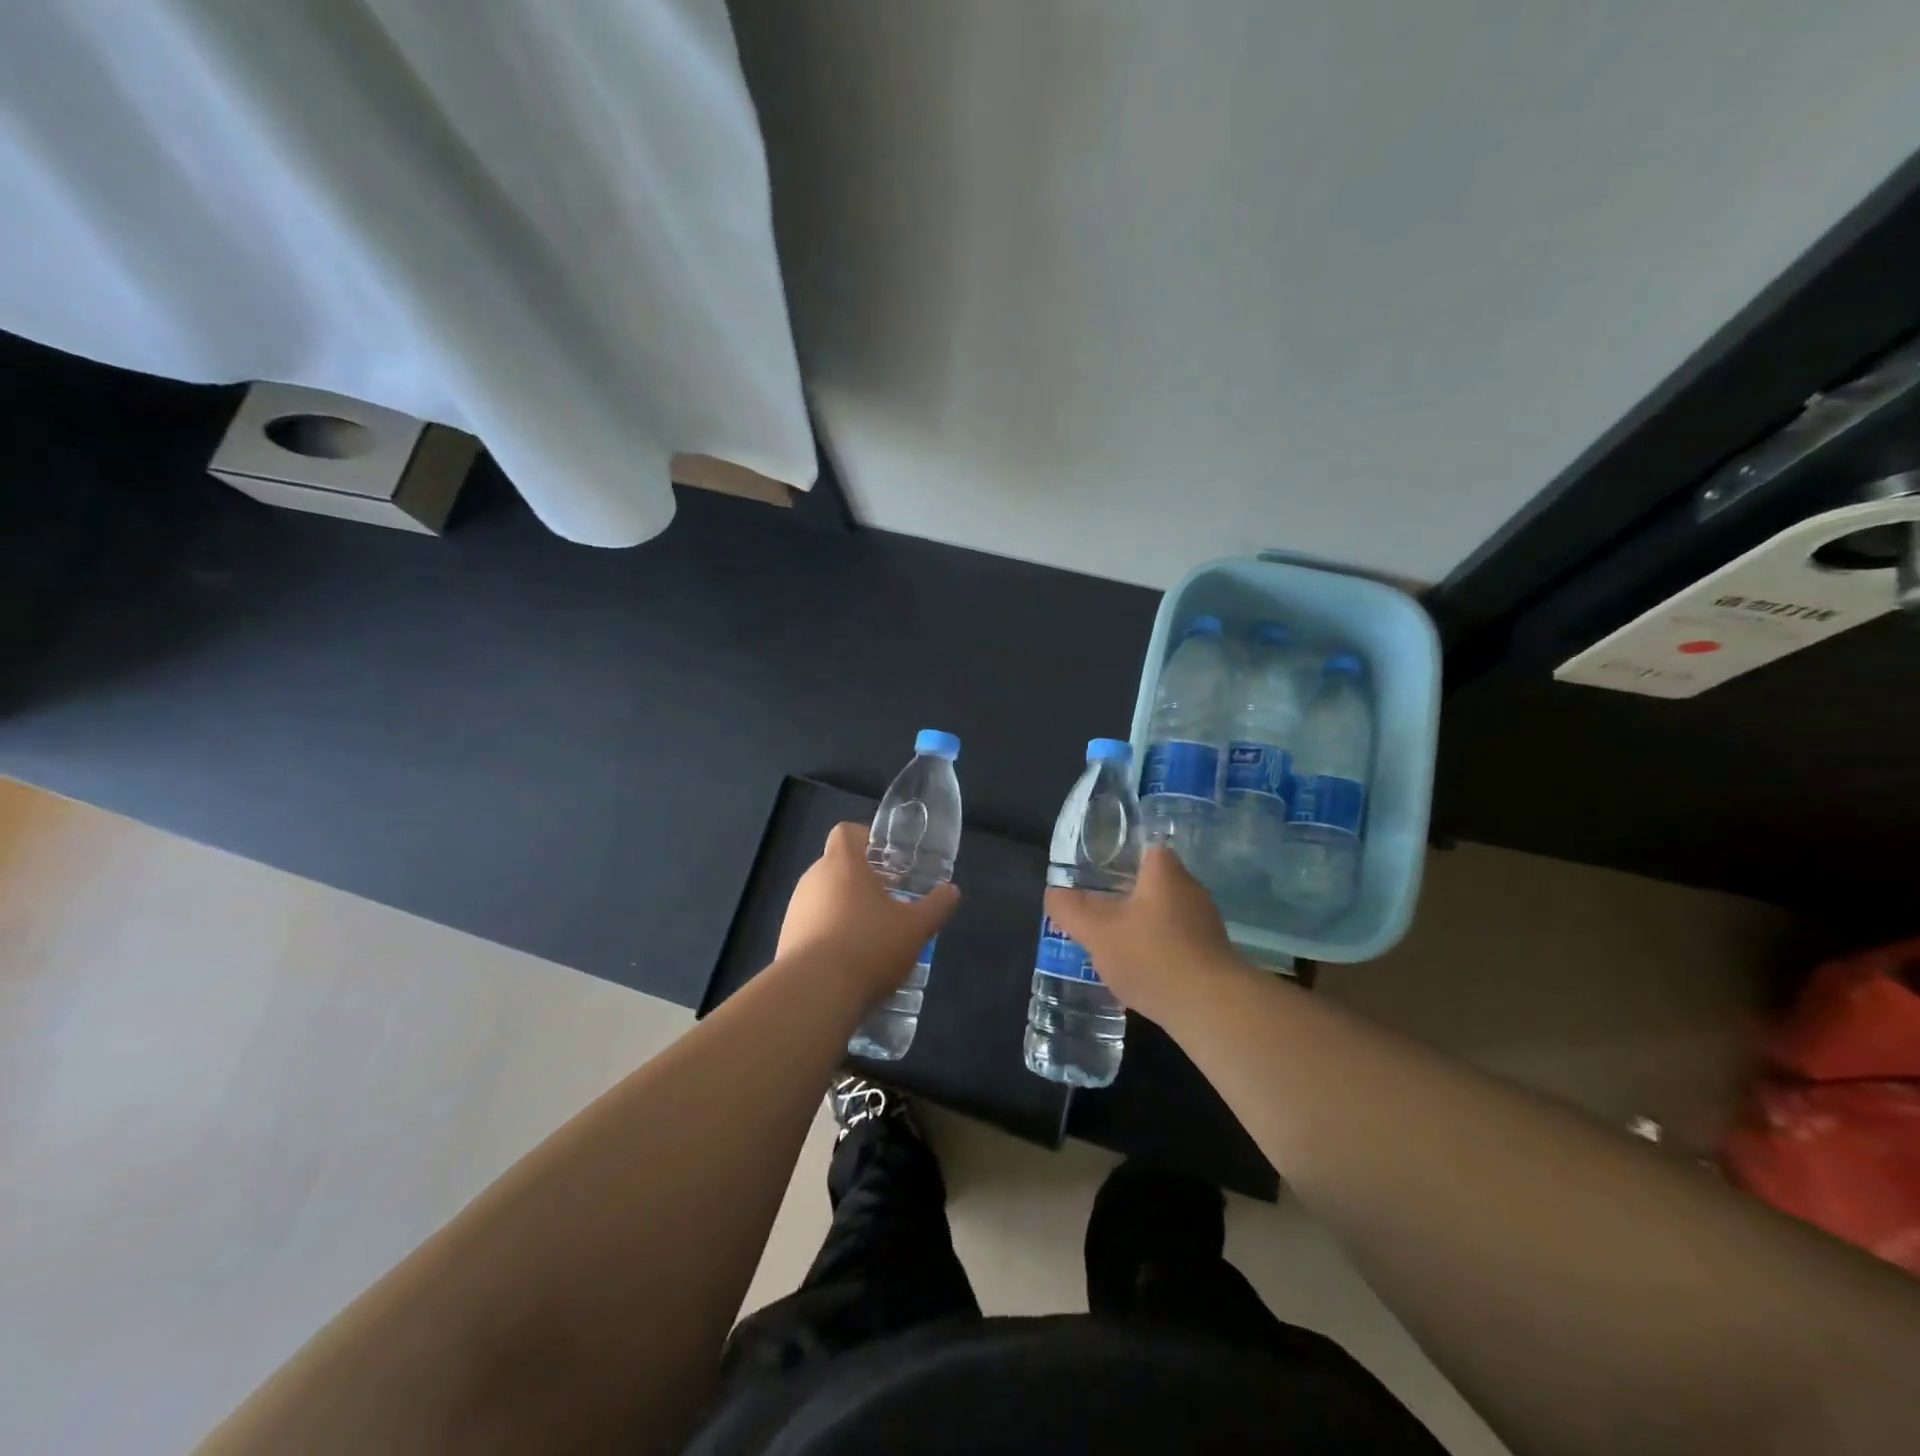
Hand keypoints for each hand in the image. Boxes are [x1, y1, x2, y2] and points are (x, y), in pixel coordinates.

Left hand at [777, 822, 960, 1004]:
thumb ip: (936, 906)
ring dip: (845, 909)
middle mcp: (813, 879)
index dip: (866, 839)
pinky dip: (829, 935)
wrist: (814, 994)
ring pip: (824, 898)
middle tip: (889, 901)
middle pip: (836, 866)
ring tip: (872, 936)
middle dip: (862, 880)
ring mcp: (795, 910)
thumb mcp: (916, 928)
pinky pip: (812, 926)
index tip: (887, 860)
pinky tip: (850, 962)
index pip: (846, 832)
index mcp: (842, 864)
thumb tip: (952, 891)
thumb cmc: (869, 947)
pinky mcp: (786, 939)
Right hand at [1043, 846, 1239, 1020]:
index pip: (1142, 848)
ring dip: (1142, 925)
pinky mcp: (1214, 953)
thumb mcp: (1096, 932)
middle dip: (1126, 895)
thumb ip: (1069, 909)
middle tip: (1097, 911)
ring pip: (1165, 913)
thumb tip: (1053, 893)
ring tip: (1115, 944)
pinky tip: (1141, 970)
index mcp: (1165, 871)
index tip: (1096, 876)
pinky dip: (1159, 949)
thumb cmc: (1151, 956)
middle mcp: (1191, 888)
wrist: (1211, 1008)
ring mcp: (1206, 922)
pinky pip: (1178, 940)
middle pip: (1152, 882)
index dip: (1117, 858)